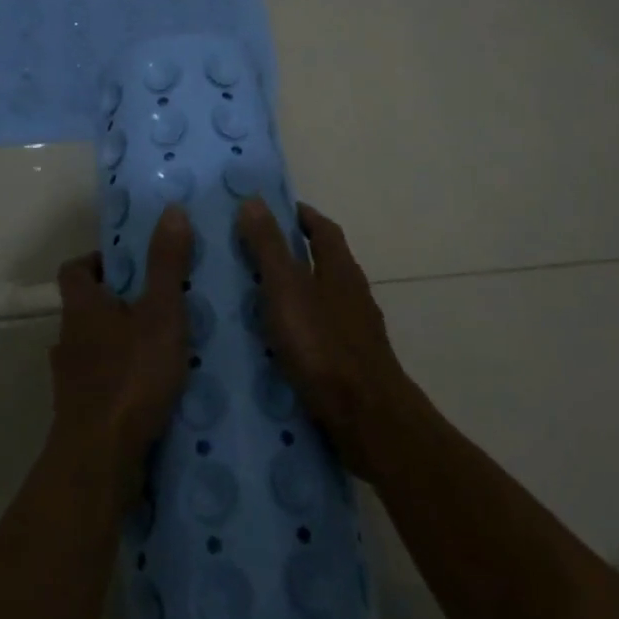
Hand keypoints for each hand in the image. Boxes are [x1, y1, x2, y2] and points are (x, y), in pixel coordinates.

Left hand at [49, 205, 193, 501]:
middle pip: (86, 308)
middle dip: (118, 302)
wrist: (99, 460)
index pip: (74, 269)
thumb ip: (167, 264)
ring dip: (121, 342)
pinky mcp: (81, 413)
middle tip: (158, 302)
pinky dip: (122, 379)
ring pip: (94, 347)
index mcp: (82, 307)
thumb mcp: (160, 313)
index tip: (129, 263)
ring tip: (162, 346)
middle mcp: (68, 339)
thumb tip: (171, 210)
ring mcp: (71, 379)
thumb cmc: (130, 376)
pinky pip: (101, 383)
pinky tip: (153, 390)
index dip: (96, 260)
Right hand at [236, 199, 413, 478]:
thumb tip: (253, 200)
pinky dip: (297, 328)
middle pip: (324, 262)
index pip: (323, 229)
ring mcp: (355, 330)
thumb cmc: (324, 346)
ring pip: (321, 299)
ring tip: (253, 299)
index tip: (274, 209)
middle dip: (293, 254)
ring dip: (294, 293)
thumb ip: (268, 247)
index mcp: (340, 269)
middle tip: (251, 253)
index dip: (301, 215)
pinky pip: (319, 333)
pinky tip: (274, 345)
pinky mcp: (350, 364)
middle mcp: (352, 294)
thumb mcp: (287, 290)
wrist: (368, 419)